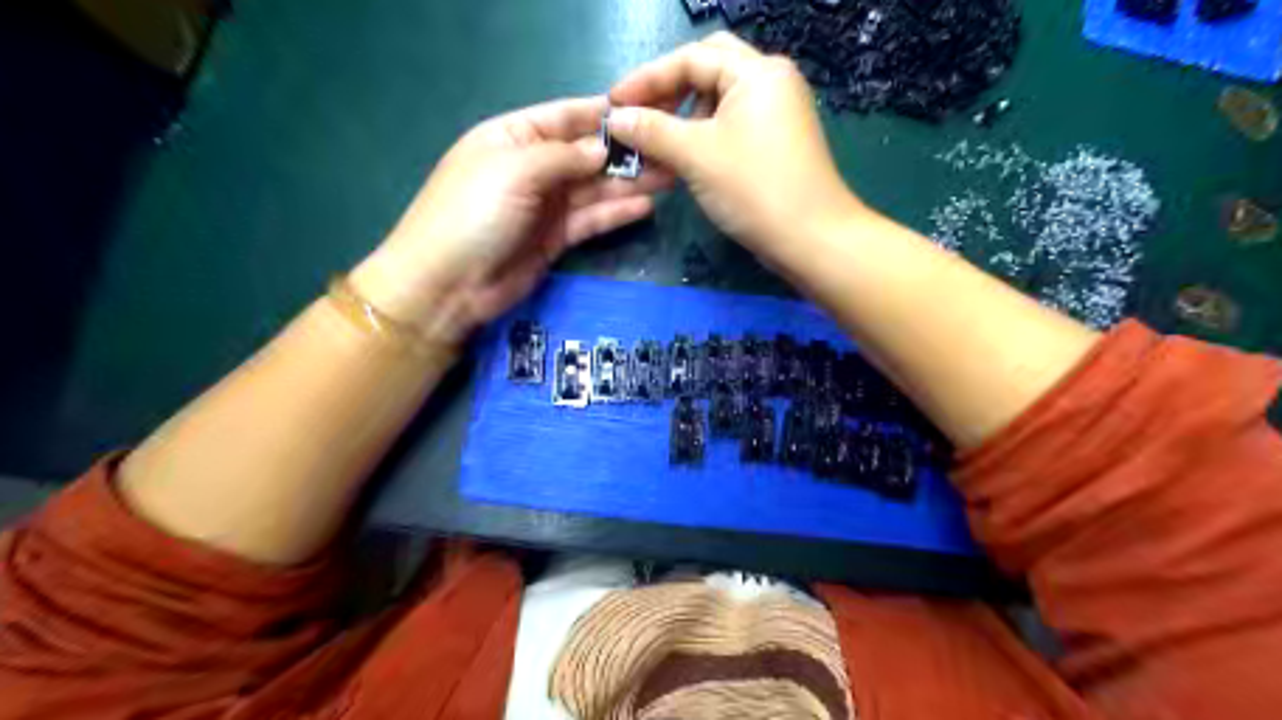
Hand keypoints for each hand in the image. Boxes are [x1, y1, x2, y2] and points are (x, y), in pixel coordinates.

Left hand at [347, 97, 670, 342]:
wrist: (448, 285)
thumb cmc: (473, 214)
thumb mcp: (514, 170)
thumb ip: (563, 157)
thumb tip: (602, 149)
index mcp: (513, 138)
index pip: (564, 117)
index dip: (602, 115)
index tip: (644, 114)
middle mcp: (532, 168)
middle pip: (585, 155)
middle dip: (624, 153)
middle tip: (669, 151)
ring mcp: (544, 206)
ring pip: (593, 189)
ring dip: (628, 183)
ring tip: (670, 177)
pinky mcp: (555, 239)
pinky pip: (591, 220)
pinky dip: (616, 213)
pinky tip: (646, 206)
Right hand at [607, 32, 859, 259]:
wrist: (811, 239)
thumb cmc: (754, 189)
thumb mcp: (696, 156)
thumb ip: (651, 131)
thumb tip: (614, 119)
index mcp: (756, 71)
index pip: (690, 58)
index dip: (647, 79)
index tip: (612, 104)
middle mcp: (770, 81)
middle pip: (707, 69)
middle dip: (668, 90)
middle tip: (639, 115)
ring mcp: (776, 112)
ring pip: (718, 100)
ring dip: (683, 117)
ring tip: (655, 144)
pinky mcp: (775, 141)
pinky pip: (731, 126)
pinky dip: (702, 136)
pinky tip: (681, 159)